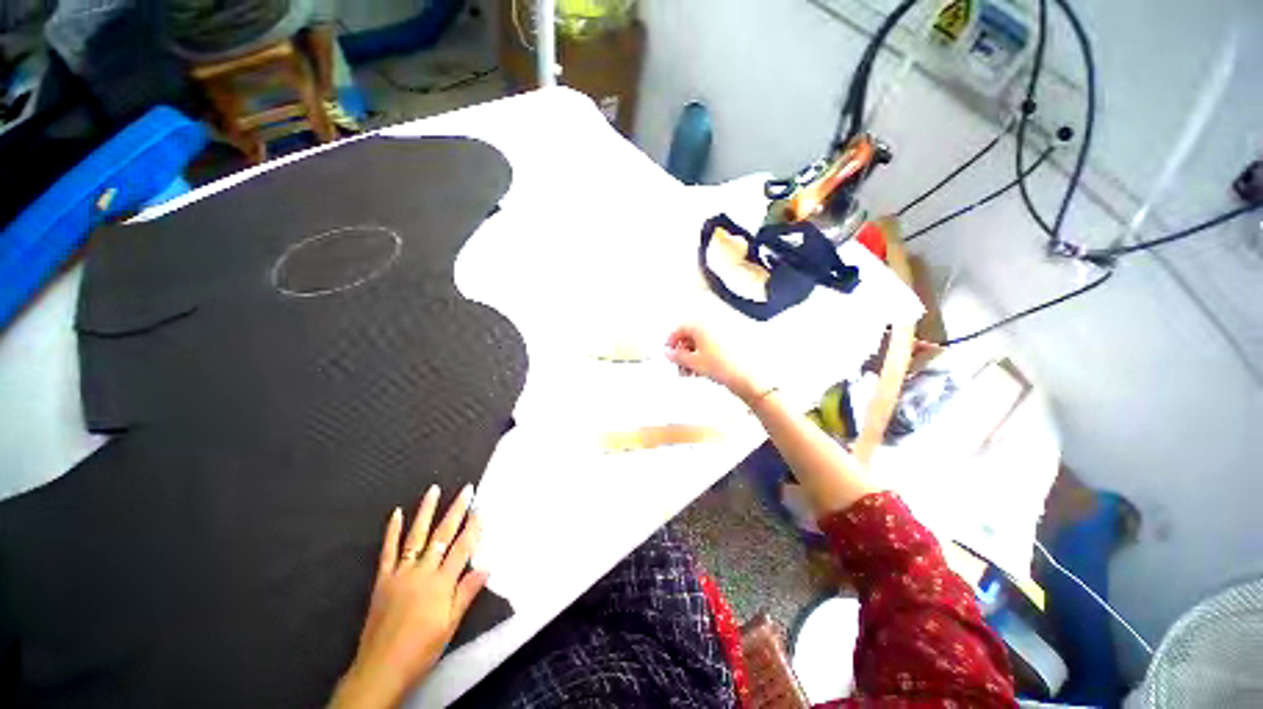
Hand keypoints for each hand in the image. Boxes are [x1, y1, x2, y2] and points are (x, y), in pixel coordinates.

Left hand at [331, 485, 487, 708]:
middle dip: (456, 510)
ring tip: (433, 490)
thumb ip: (466, 594)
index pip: (461, 548)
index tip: (482, 508)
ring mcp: (400, 573)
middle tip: (466, 489)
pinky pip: (388, 551)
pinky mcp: (383, 579)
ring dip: (425, 511)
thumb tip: (486, 567)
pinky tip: (396, 513)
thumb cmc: (422, 649)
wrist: (381, 668)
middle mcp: (422, 572)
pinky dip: (392, 531)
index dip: (474, 527)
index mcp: (441, 583)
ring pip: (416, 536)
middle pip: (442, 535)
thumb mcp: (450, 626)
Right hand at [665, 324, 762, 401]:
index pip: (678, 328)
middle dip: (683, 350)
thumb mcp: (693, 362)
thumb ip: (677, 356)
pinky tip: (704, 368)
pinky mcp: (734, 339)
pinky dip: (705, 353)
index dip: (670, 342)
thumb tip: (668, 353)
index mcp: (700, 323)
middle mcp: (712, 322)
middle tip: (680, 365)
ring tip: (692, 371)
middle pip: (690, 334)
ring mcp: (725, 329)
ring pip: (702, 339)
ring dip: (693, 354)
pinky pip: (713, 343)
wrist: (751, 376)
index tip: (667, 354)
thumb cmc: (724, 366)